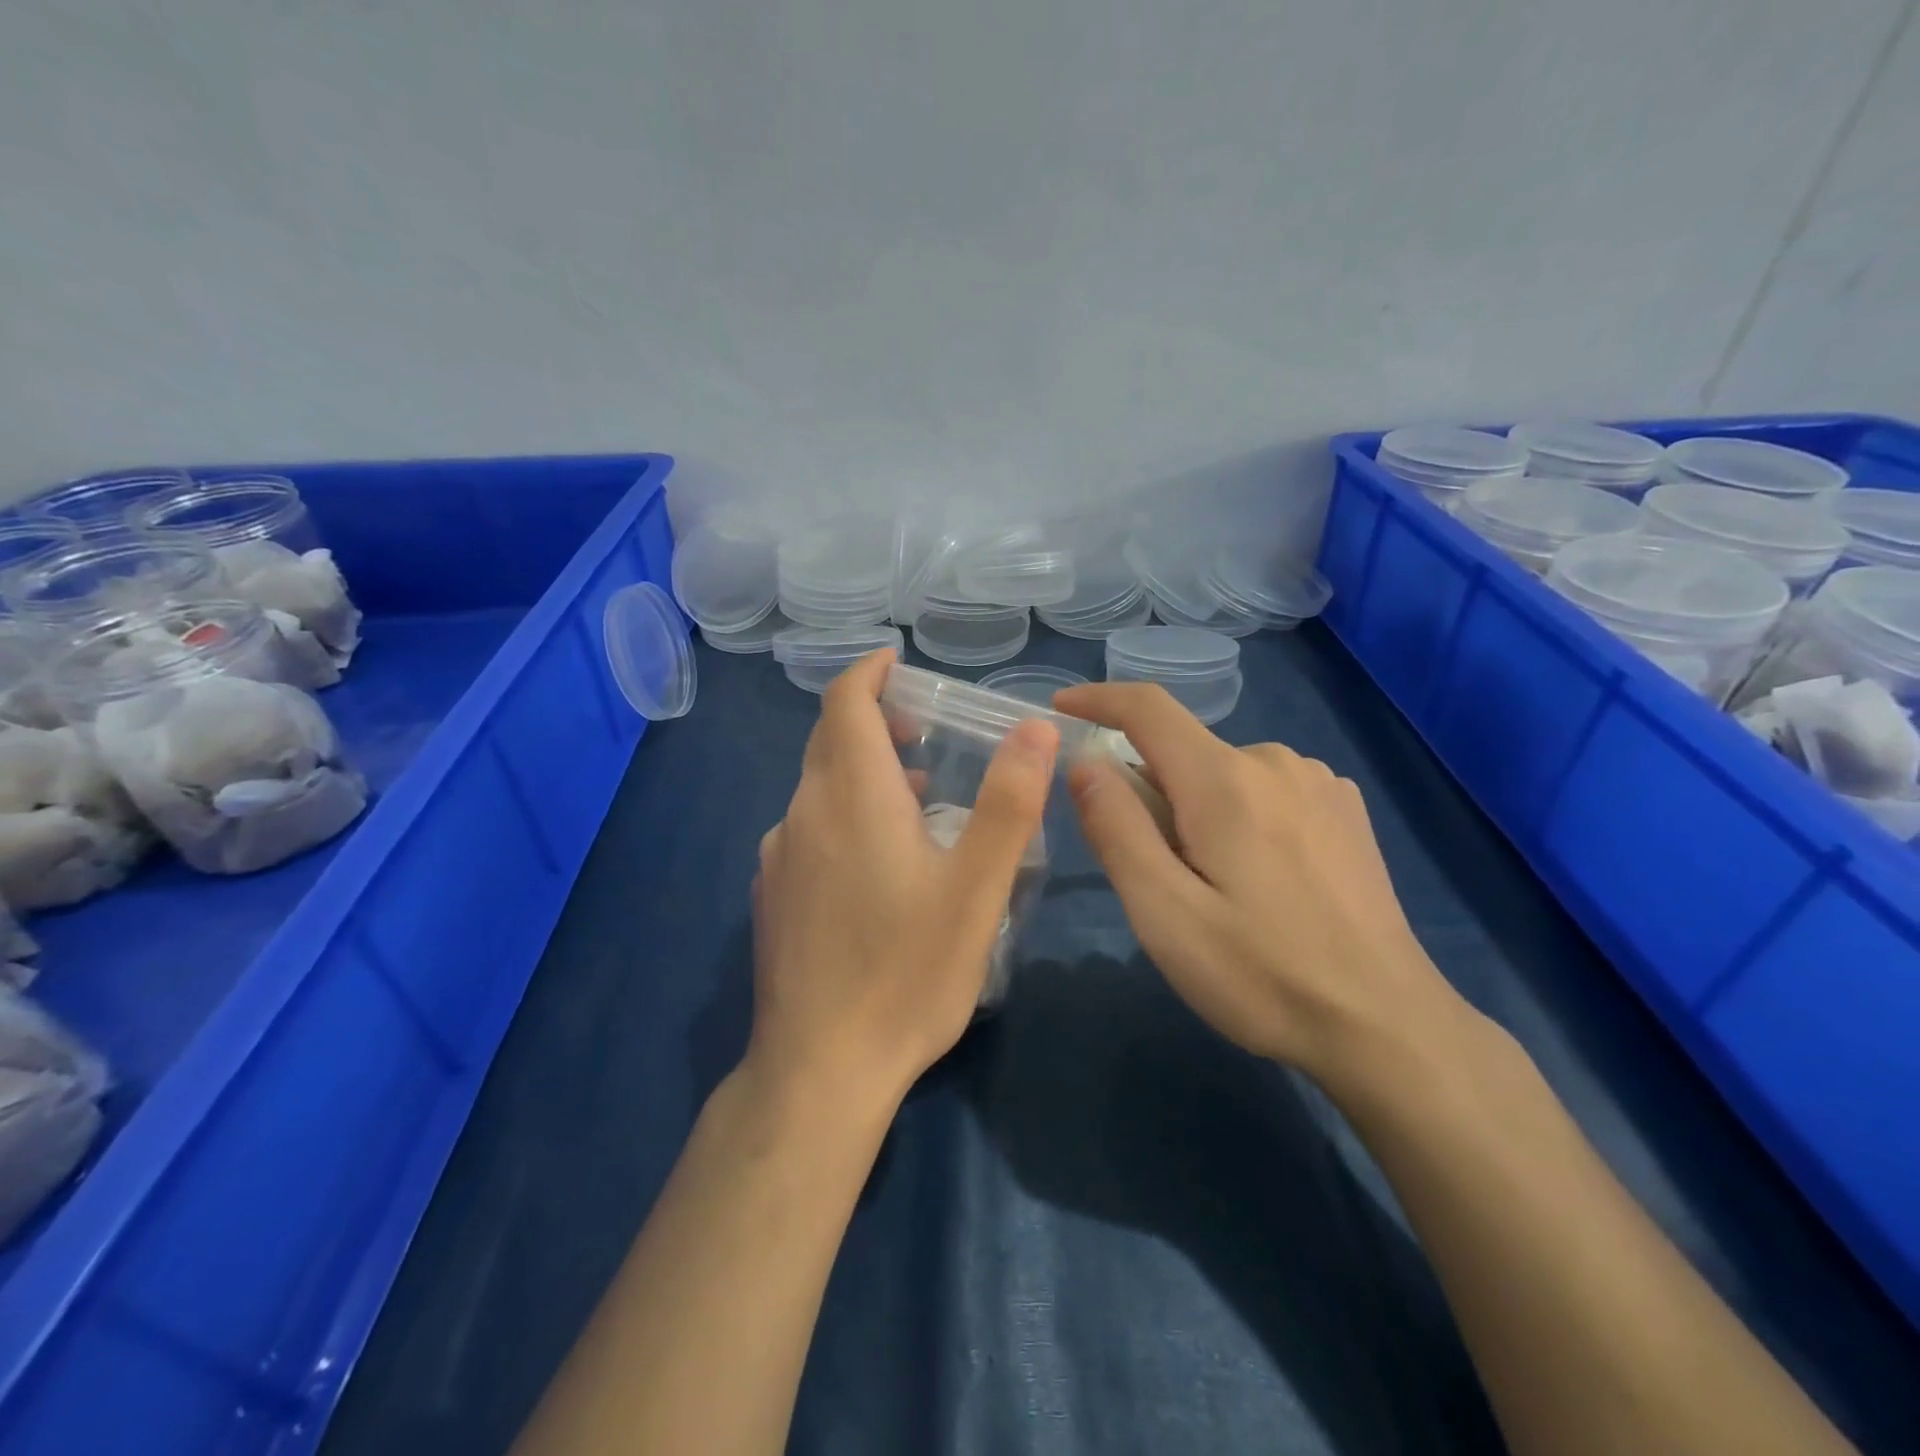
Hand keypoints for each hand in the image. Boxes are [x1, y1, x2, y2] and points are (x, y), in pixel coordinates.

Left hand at [749, 650, 1057, 1113]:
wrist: (818, 1070)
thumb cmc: (906, 973)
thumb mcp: (977, 888)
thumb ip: (1009, 803)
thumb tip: (1035, 727)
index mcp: (850, 796)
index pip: (843, 702)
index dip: (868, 672)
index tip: (897, 662)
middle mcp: (802, 813)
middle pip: (830, 740)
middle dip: (874, 719)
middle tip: (926, 728)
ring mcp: (779, 856)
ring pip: (819, 787)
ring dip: (863, 771)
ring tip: (918, 793)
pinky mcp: (772, 895)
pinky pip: (808, 828)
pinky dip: (844, 813)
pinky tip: (878, 860)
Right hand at [1053, 682, 1467, 1086]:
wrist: (1386, 1026)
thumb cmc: (1261, 975)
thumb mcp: (1165, 913)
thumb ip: (1117, 828)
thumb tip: (1085, 761)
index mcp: (1225, 780)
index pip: (1147, 708)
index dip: (1098, 700)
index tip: (1061, 709)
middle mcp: (1274, 761)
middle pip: (1181, 753)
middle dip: (1148, 796)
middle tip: (1153, 878)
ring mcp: (1317, 782)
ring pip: (1221, 775)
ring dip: (1194, 811)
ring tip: (1212, 889)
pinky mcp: (1343, 808)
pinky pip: (1262, 790)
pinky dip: (1236, 816)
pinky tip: (1261, 880)